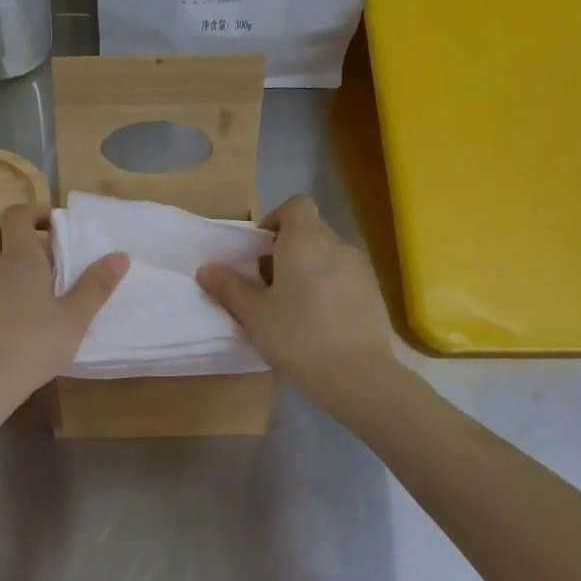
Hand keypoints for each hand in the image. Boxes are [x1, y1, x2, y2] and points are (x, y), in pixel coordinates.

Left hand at [0, 204, 128, 403]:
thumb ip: (96, 286)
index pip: (17, 215)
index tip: (56, 227)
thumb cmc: (33, 345)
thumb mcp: (74, 318)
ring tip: (28, 286)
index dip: (34, 214)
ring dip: (1, 261)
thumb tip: (120, 255)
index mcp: (20, 258)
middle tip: (38, 252)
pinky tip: (11, 315)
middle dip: (11, 233)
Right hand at [197, 195, 395, 405]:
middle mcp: (336, 244)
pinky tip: (318, 320)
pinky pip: (345, 276)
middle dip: (287, 249)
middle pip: (310, 230)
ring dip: (308, 269)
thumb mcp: (253, 313)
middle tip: (268, 283)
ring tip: (292, 305)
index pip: (296, 205)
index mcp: (305, 239)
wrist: (358, 375)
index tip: (261, 249)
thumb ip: (229, 287)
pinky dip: (329, 286)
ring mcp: (361, 268)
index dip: (276, 219)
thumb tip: (206, 269)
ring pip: (328, 255)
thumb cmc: (297, 335)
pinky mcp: (374, 293)